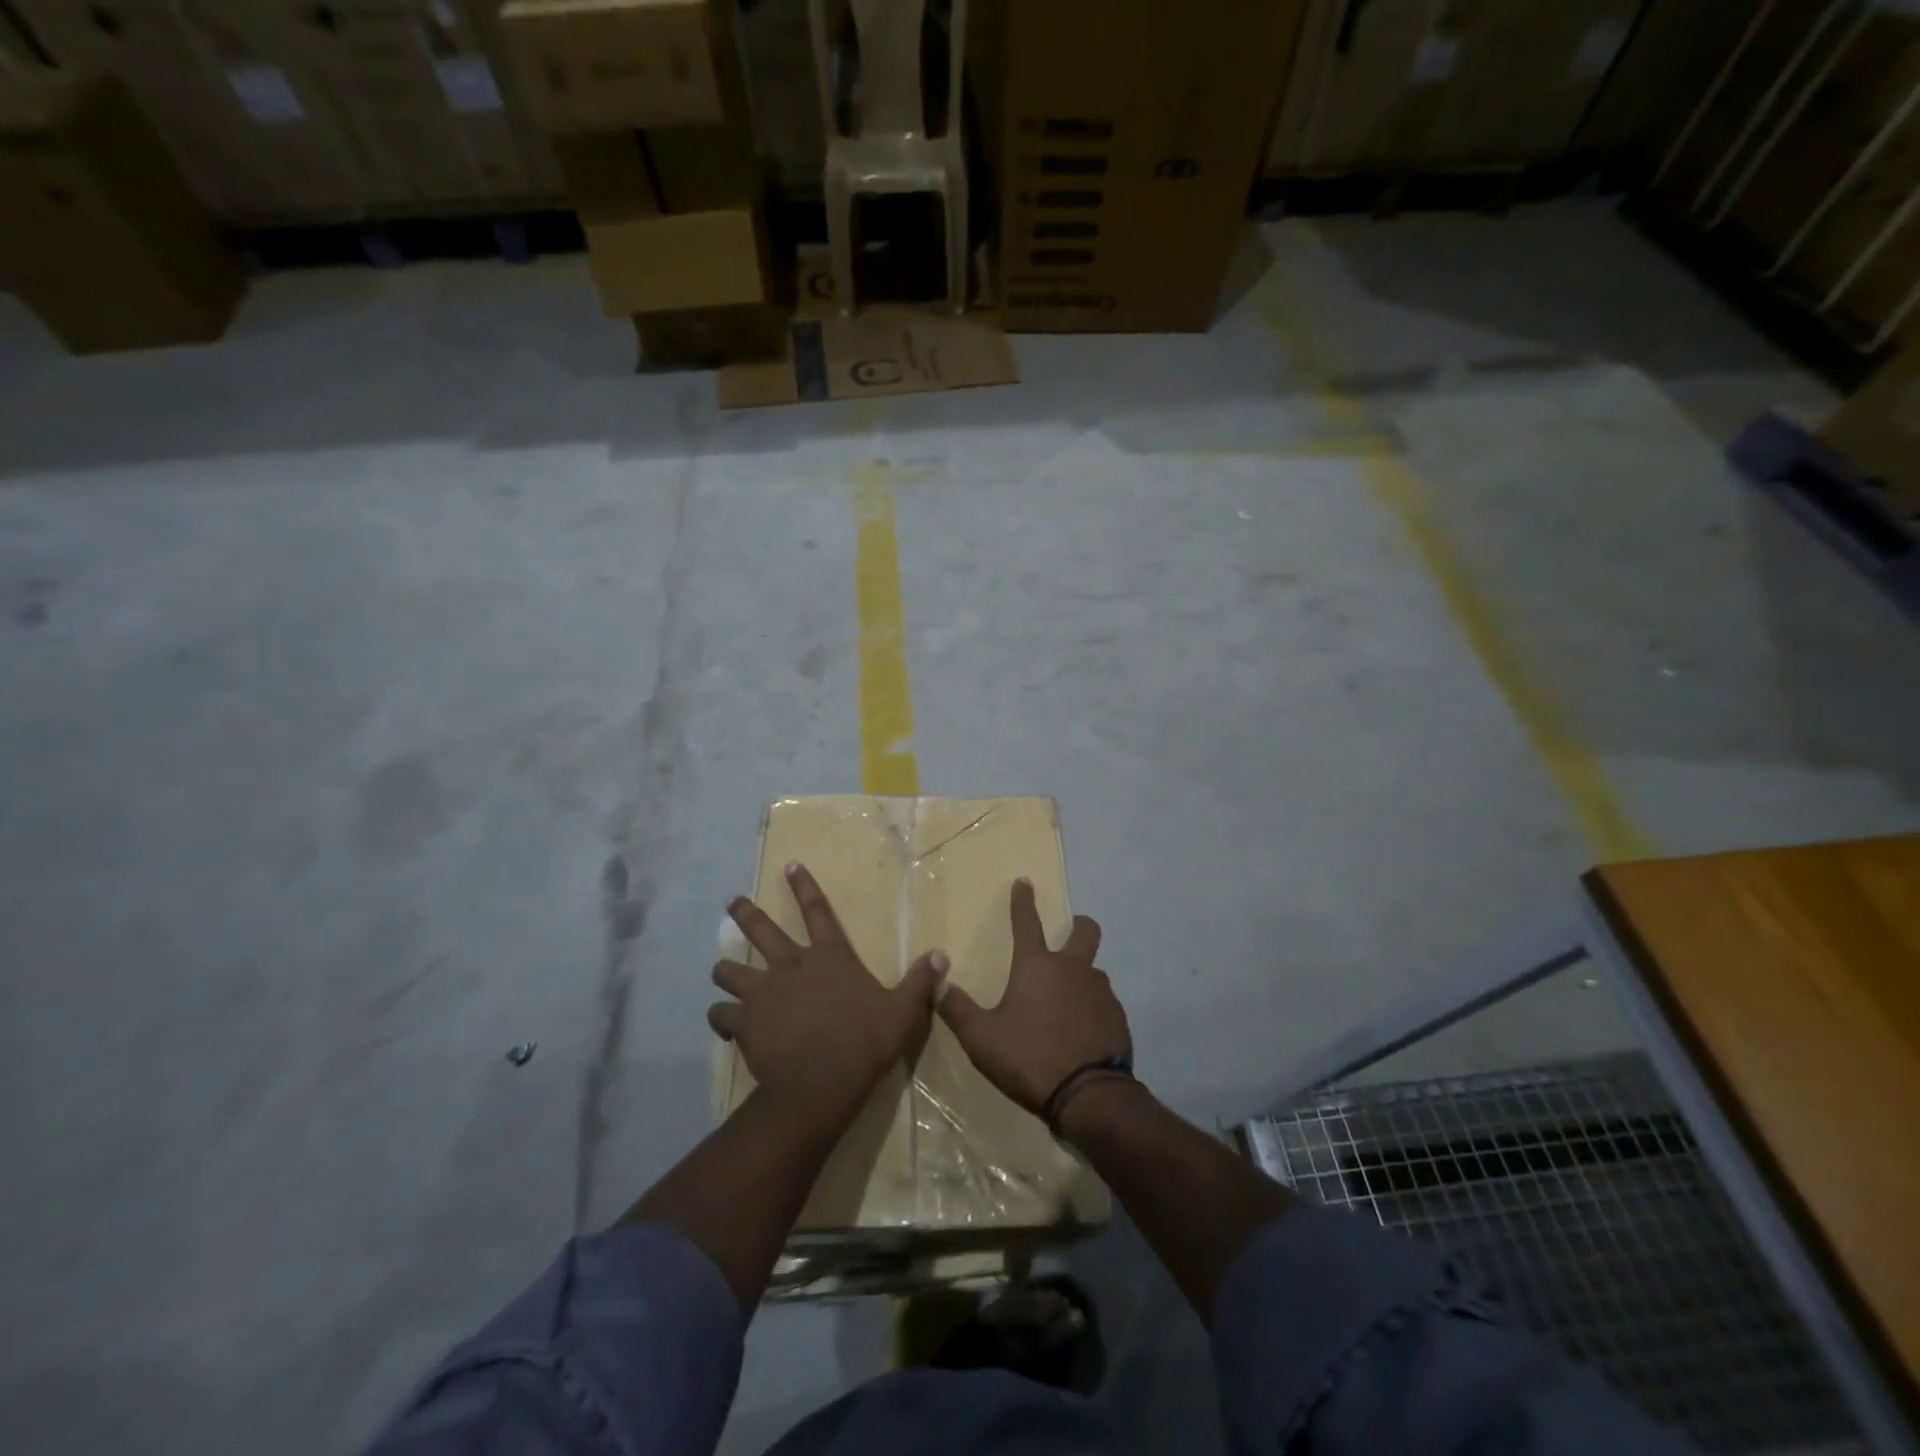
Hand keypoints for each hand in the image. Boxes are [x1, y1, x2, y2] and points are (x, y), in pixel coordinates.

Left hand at [711, 862, 947, 1125]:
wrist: (822, 1083)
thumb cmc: (865, 1042)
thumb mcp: (903, 1011)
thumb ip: (920, 982)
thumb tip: (941, 955)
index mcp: (829, 956)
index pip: (817, 910)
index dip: (804, 886)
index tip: (789, 865)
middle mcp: (790, 965)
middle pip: (761, 930)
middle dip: (746, 913)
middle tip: (733, 902)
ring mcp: (763, 992)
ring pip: (730, 970)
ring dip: (725, 969)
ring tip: (720, 970)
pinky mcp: (744, 1022)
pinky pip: (721, 1013)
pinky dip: (720, 1015)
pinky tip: (721, 1020)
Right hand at [936, 879, 1129, 1115]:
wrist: (1089, 1095)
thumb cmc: (1030, 1058)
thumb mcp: (982, 1038)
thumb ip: (957, 1008)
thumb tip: (937, 982)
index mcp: (1037, 966)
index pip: (1027, 922)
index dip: (1023, 901)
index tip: (1025, 882)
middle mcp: (1073, 969)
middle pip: (1085, 931)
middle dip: (1078, 926)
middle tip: (1070, 934)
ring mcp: (1100, 991)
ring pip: (1094, 970)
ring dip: (1082, 976)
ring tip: (1066, 1003)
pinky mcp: (1117, 1017)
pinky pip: (1103, 1002)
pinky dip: (1092, 1008)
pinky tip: (1081, 1032)